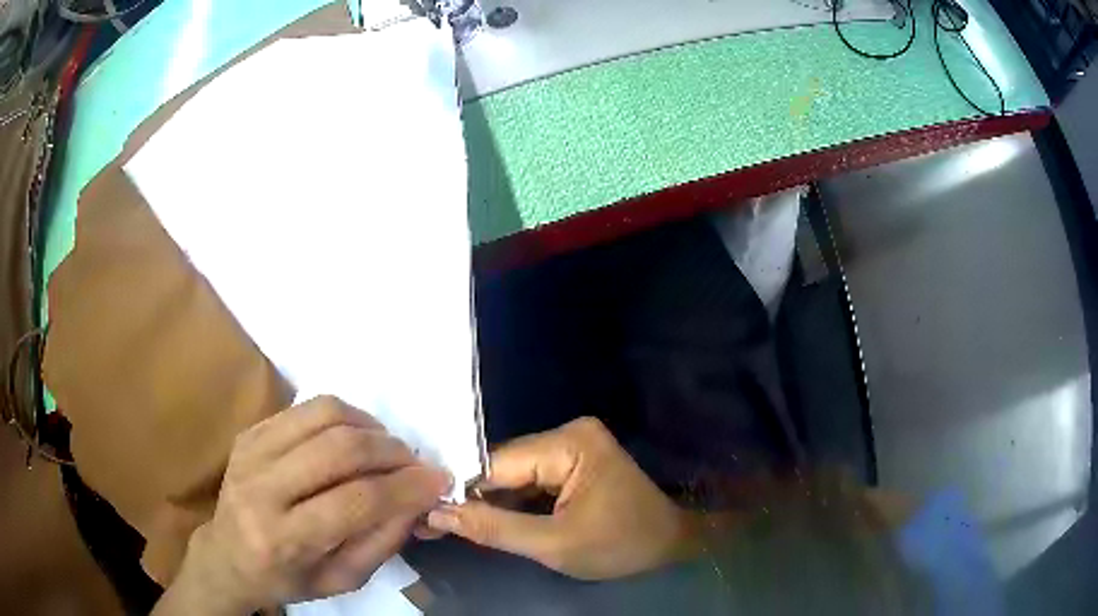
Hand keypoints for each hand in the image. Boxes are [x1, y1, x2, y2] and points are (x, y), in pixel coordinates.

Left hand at [154, 396, 450, 614]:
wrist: (227, 555)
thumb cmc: (287, 578)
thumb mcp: (342, 581)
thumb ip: (382, 541)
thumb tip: (418, 499)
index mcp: (283, 539)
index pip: (355, 502)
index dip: (405, 487)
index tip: (438, 480)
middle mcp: (261, 489)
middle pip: (340, 450)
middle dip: (391, 451)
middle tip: (415, 462)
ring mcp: (251, 452)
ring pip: (323, 415)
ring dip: (369, 426)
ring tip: (386, 447)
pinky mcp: (250, 432)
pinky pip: (306, 408)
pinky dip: (343, 416)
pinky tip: (355, 436)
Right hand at [425, 417, 698, 579]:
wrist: (671, 546)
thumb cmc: (621, 545)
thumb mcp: (555, 545)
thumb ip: (494, 529)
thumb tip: (436, 513)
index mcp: (569, 443)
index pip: (497, 463)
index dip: (458, 490)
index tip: (423, 513)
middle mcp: (567, 433)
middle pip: (503, 467)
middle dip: (471, 498)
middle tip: (431, 525)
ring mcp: (571, 447)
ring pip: (512, 476)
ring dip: (487, 503)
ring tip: (446, 525)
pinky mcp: (572, 464)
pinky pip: (529, 482)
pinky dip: (509, 504)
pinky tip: (482, 521)